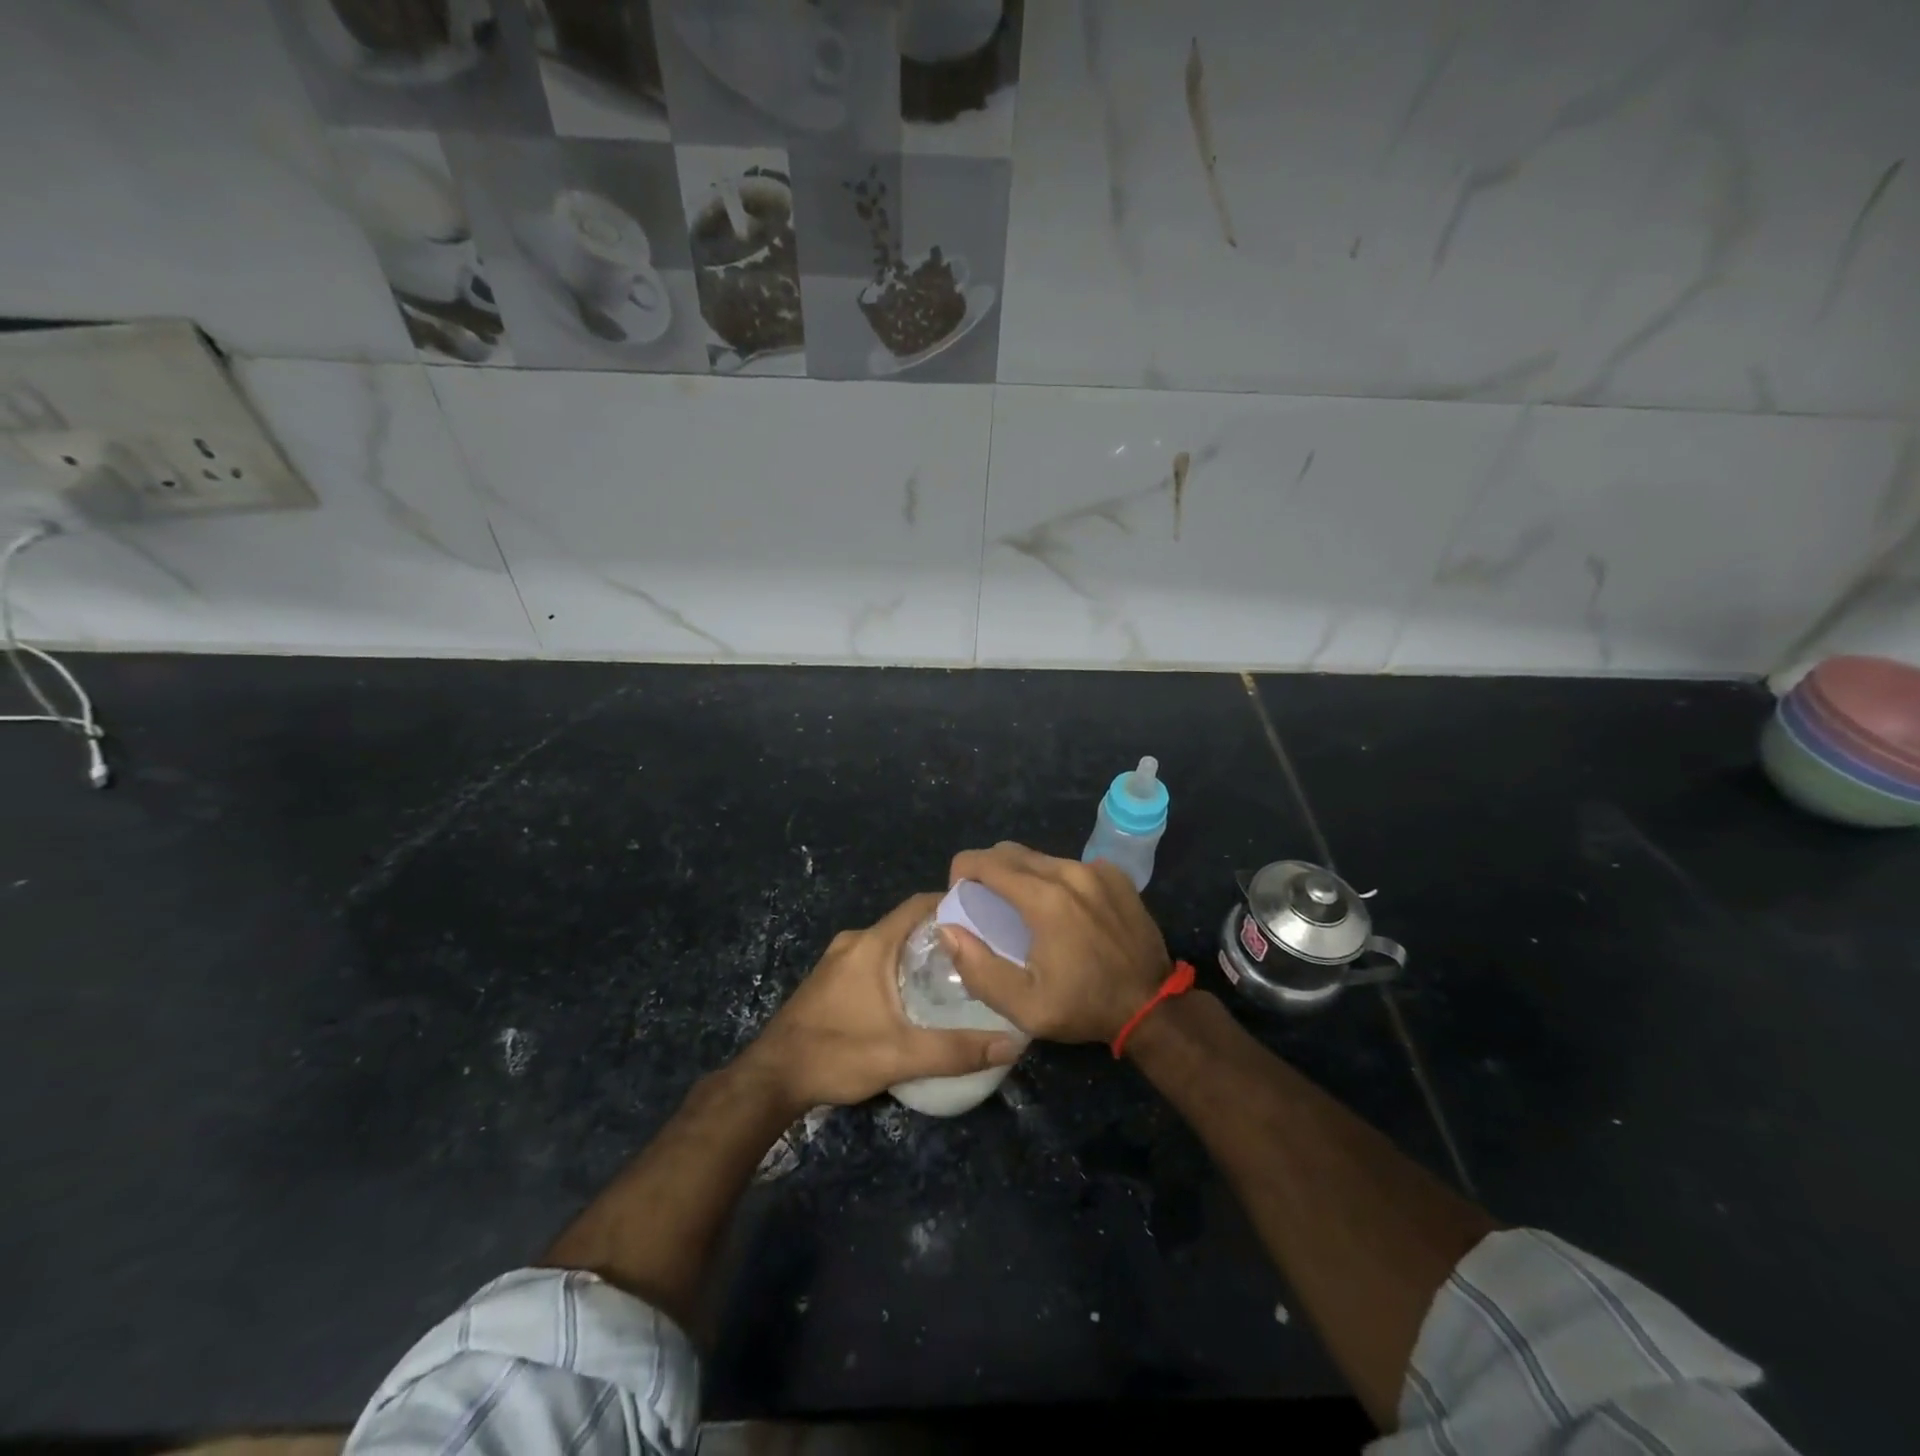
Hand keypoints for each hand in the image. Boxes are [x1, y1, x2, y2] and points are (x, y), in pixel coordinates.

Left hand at [748, 891, 1022, 1109]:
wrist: (770, 1079)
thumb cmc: (836, 1055)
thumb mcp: (901, 1056)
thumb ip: (956, 1050)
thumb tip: (1012, 1044)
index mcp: (871, 944)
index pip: (918, 904)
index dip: (951, 903)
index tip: (985, 915)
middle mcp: (854, 942)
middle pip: (906, 923)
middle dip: (941, 932)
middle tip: (978, 951)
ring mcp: (837, 960)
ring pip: (888, 943)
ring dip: (918, 951)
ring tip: (955, 973)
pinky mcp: (829, 980)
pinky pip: (873, 959)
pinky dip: (897, 966)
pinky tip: (915, 995)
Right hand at [942, 842, 1171, 1043]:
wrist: (1152, 1006)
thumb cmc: (1084, 1007)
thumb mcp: (1024, 1006)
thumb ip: (978, 967)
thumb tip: (948, 929)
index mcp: (1044, 899)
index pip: (986, 862)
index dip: (961, 872)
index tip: (958, 896)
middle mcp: (1069, 872)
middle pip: (1011, 852)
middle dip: (987, 870)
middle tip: (982, 903)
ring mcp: (1096, 870)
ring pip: (1041, 857)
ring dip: (1020, 875)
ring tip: (1019, 908)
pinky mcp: (1115, 875)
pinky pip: (1070, 865)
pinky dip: (1053, 879)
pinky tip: (1060, 910)